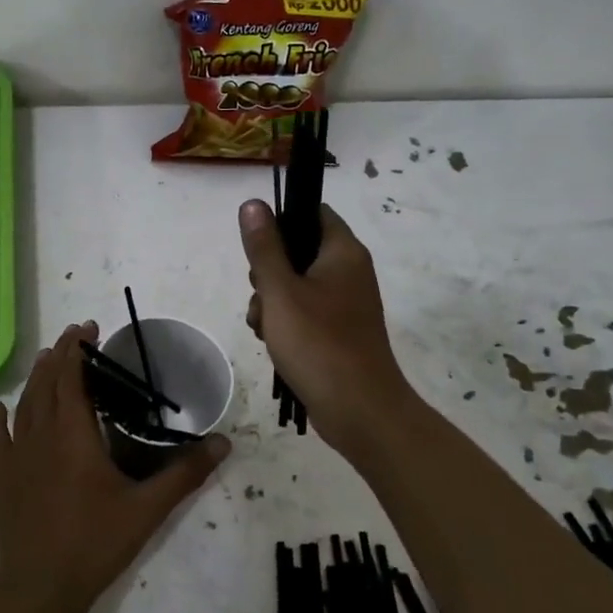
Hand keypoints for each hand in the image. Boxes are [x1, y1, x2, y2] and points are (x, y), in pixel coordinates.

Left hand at [0, 320, 230, 612]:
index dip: (79, 350)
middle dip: (60, 355)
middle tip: (74, 335)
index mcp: (73, 435)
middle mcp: (41, 436)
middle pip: (47, 383)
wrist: (38, 588)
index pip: (73, 378)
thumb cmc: (94, 543)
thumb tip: (223, 443)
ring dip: (36, 378)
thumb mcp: (147, 509)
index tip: (89, 328)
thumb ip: (184, 474)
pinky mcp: (2, 478)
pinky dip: (0, 419)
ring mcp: (16, 457)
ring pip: (24, 405)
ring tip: (47, 360)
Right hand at [240, 200, 418, 452]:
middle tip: (261, 296)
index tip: (258, 249)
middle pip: (298, 251)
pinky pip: (305, 313)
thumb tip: (253, 203)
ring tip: (264, 328)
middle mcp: (349, 272)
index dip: (281, 222)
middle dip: (268, 273)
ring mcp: (346, 304)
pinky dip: (285, 323)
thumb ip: (264, 247)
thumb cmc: (318, 343)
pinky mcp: (339, 331)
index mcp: (343, 252)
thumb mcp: (280, 291)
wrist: (359, 410)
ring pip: (296, 286)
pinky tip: (273, 343)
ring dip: (271, 303)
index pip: (312, 213)